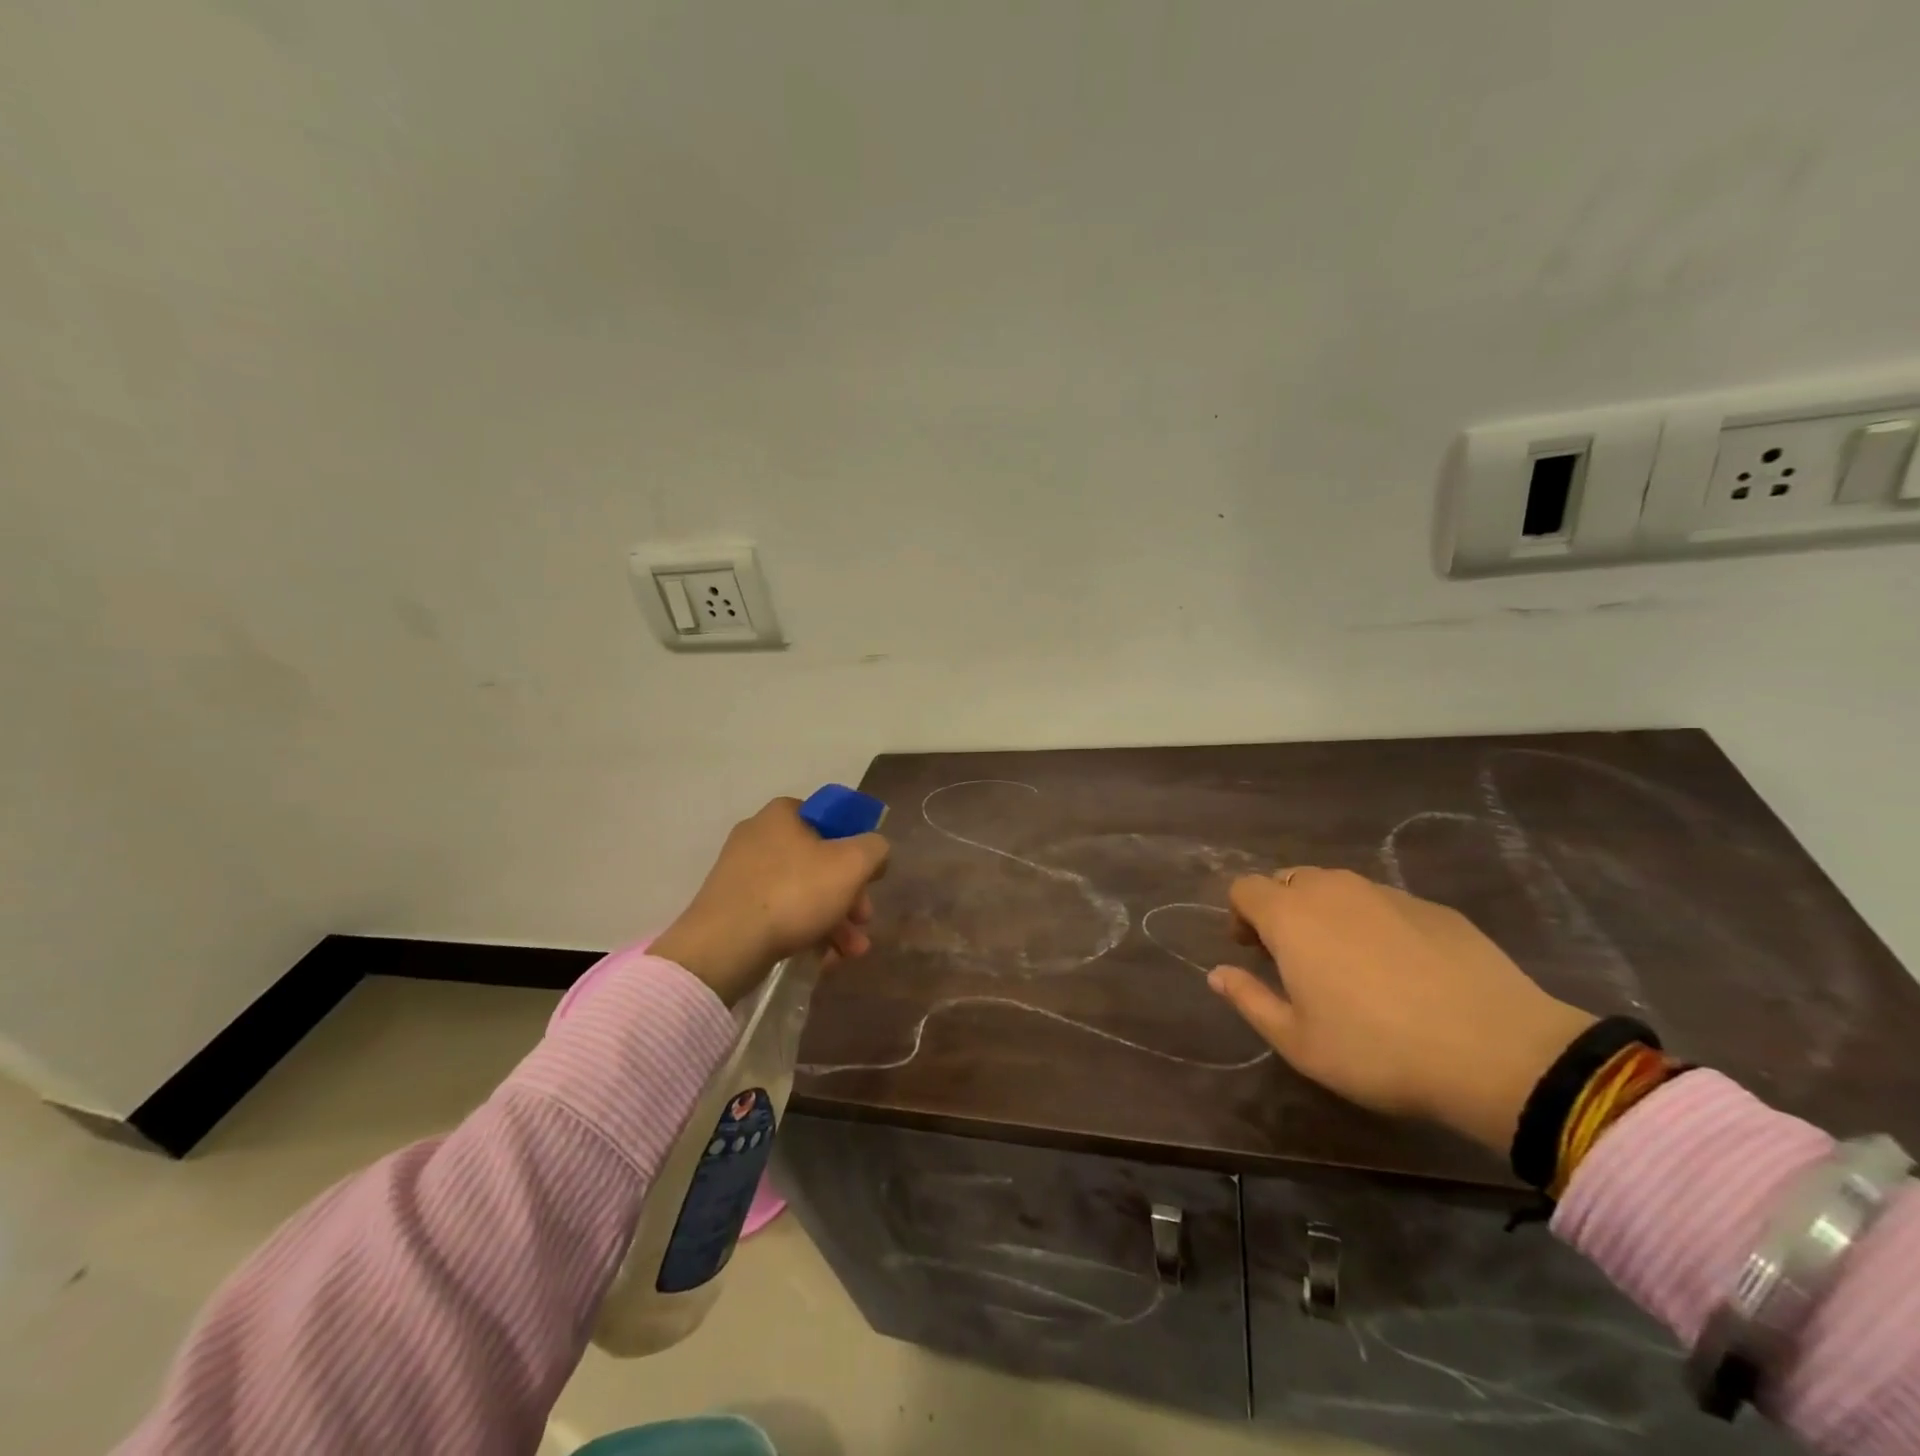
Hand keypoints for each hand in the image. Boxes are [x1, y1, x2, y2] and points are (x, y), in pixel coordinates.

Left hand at [652, 798, 889, 1004]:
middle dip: (850, 895)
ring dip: (835, 921)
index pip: (831, 819)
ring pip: (803, 892)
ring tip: (852, 952)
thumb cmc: (793, 893)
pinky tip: (824, 959)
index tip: (870, 877)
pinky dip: (806, 932)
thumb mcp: (851, 864)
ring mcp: (742, 874)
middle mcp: (759, 836)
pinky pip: (780, 913)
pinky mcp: (732, 908)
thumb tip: (875, 851)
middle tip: (864, 921)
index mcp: (783, 814)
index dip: (857, 846)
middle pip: (820, 861)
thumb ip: (874, 849)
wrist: (724, 947)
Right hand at [1208, 868, 1594, 1152]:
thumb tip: (1217, 973)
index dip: (1239, 915)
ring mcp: (1386, 893)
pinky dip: (1373, 923)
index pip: (1244, 888)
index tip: (1252, 951)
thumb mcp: (1298, 1041)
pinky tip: (1401, 969)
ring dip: (1326, 913)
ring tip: (1347, 963)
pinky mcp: (1433, 907)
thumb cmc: (1377, 1049)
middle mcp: (1333, 890)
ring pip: (1337, 888)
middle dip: (1281, 910)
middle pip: (1289, 880)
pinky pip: (1383, 903)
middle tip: (1294, 958)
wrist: (1497, 1051)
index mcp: (1291, 916)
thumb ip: (1249, 999)